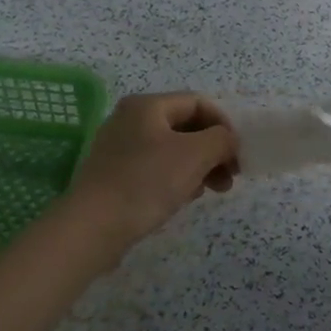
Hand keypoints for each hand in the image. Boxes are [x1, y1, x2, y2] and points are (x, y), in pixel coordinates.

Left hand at [64, 92, 238, 251]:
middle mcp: (130, 120)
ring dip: (198, 167)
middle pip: (185, 127)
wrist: (93, 227)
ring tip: (209, 191)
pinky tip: (183, 199)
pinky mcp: (114, 175)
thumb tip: (228, 141)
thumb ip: (221, 139)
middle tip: (229, 178)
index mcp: (147, 106)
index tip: (238, 155)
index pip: (198, 103)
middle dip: (213, 150)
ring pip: (172, 150)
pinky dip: (176, 179)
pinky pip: (155, 168)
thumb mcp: (195, 154)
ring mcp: (119, 148)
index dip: (224, 125)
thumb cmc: (147, 182)